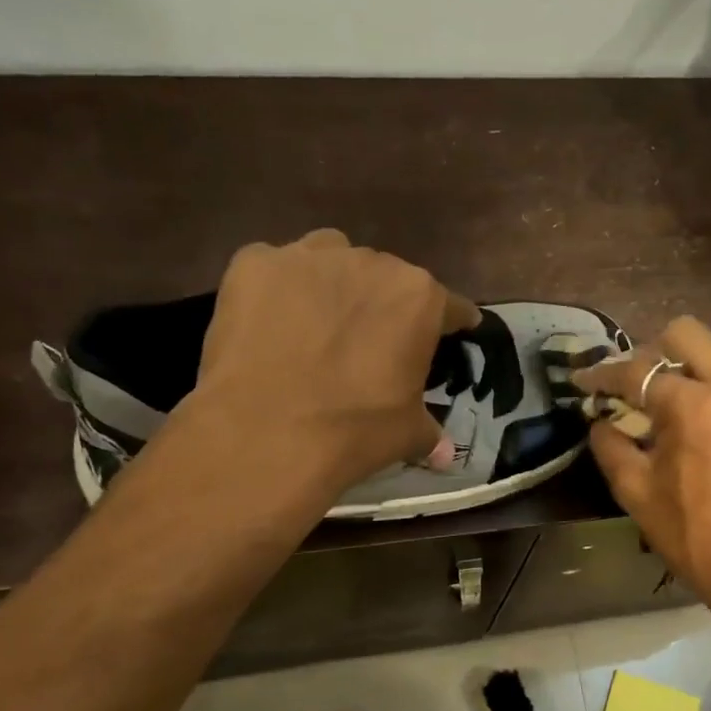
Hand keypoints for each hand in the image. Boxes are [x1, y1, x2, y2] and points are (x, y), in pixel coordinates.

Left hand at [183, 229, 479, 497]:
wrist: (265, 433)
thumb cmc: (355, 430)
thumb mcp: (407, 435)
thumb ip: (430, 432)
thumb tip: (444, 453)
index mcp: (419, 298)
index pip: (450, 306)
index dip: (453, 322)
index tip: (456, 331)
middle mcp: (370, 263)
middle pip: (386, 277)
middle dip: (384, 304)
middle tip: (371, 342)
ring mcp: (308, 257)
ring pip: (331, 257)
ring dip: (333, 283)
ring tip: (319, 322)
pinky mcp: (254, 263)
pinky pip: (274, 267)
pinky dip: (278, 290)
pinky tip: (269, 322)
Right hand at [574, 316, 710, 607]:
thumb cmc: (693, 534)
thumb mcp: (636, 493)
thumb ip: (611, 447)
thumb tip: (601, 424)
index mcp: (693, 404)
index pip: (636, 371)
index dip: (601, 375)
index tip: (581, 382)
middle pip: (686, 334)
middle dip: (651, 351)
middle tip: (632, 387)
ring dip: (682, 375)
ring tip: (663, 416)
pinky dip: (708, 398)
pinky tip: (697, 437)